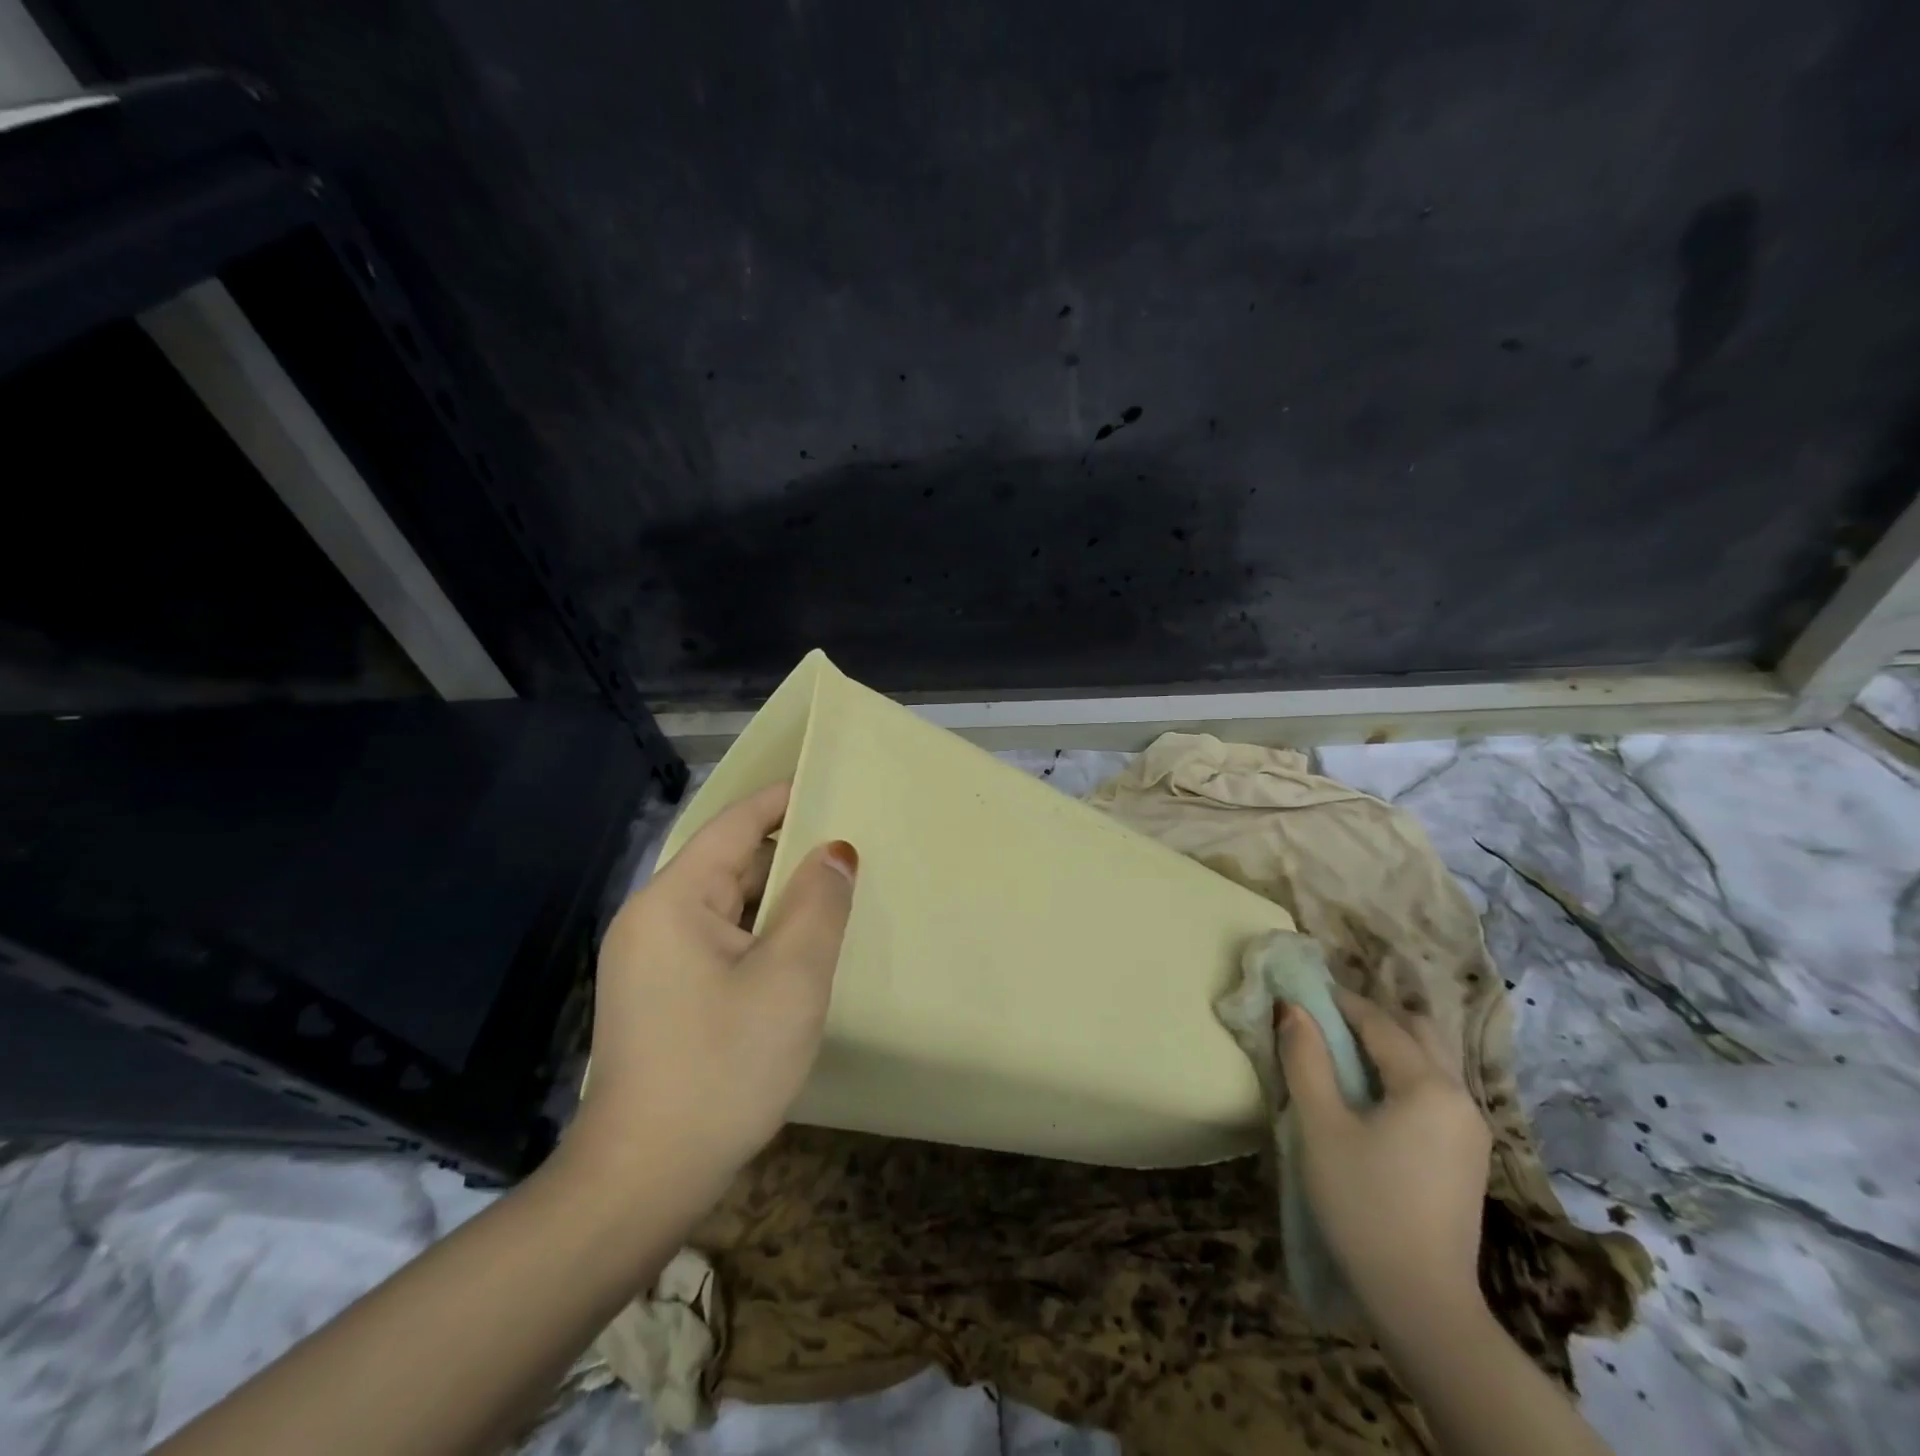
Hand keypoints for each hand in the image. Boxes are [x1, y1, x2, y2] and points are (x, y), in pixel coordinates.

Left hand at [569, 782, 857, 1210]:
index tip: (832, 782)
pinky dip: (760, 933)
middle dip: (789, 851)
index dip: (783, 799)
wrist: (644, 1179)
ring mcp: (652, 961)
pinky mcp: (661, 996)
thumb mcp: (790, 978)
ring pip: (727, 906)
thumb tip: (836, 850)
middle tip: (852, 846)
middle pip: (730, 863)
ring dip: (778, 898)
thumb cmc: (723, 1066)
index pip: (735, 825)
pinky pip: (719, 941)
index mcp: (674, 900)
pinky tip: (799, 949)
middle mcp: (653, 919)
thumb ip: (818, 902)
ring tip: (836, 892)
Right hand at [1277, 986, 1490, 1323]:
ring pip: (1431, 1061)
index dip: (1339, 1001)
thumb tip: (1292, 1007)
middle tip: (1324, 1017)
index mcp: (1429, 1085)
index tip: (1301, 989)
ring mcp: (1471, 1129)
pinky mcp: (1467, 1155)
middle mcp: (1461, 1097)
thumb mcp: (1321, 1126)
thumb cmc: (1363, 1203)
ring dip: (1389, 1043)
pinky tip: (1372, 1092)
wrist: (1421, 1301)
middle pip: (1418, 1032)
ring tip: (1342, 1049)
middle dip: (1371, 1015)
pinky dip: (1403, 1072)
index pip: (1380, 1022)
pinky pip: (1435, 1090)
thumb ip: (1305, 1059)